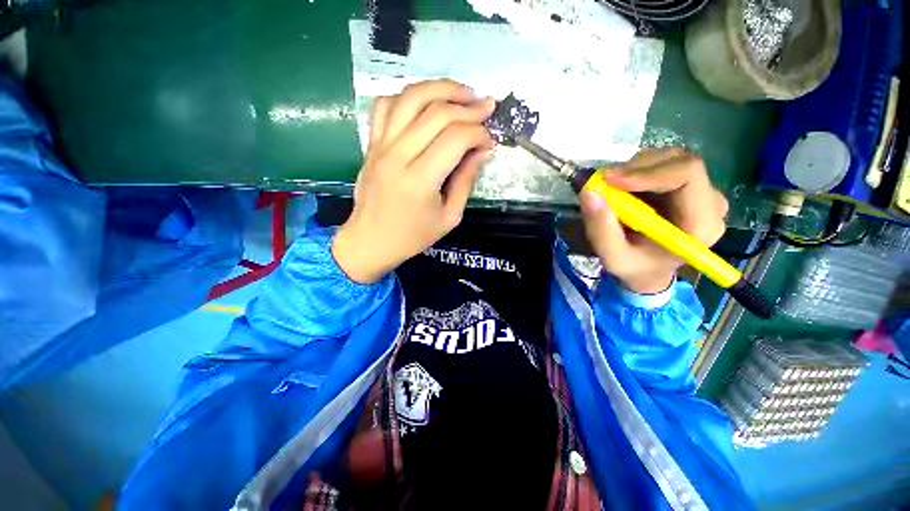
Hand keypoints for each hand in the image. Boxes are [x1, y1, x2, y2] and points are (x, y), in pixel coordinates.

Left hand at [332, 80, 495, 283]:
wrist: (371, 241)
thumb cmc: (412, 236)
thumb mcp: (449, 218)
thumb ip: (466, 182)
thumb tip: (483, 151)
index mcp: (420, 180)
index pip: (456, 138)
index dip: (479, 133)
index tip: (490, 142)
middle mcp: (398, 155)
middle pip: (437, 112)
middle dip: (468, 106)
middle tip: (487, 108)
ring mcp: (380, 145)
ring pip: (412, 98)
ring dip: (442, 88)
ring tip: (464, 93)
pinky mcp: (371, 143)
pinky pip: (386, 104)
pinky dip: (409, 96)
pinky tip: (426, 103)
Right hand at [579, 148, 728, 294]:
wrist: (650, 269)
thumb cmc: (636, 267)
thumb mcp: (613, 258)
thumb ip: (601, 230)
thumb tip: (589, 192)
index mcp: (700, 224)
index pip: (688, 175)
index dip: (648, 171)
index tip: (611, 180)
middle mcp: (710, 201)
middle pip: (679, 161)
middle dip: (636, 168)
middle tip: (604, 184)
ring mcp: (702, 190)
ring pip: (669, 159)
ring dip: (634, 169)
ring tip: (613, 190)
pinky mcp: (689, 184)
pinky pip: (663, 164)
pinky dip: (636, 171)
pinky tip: (624, 190)